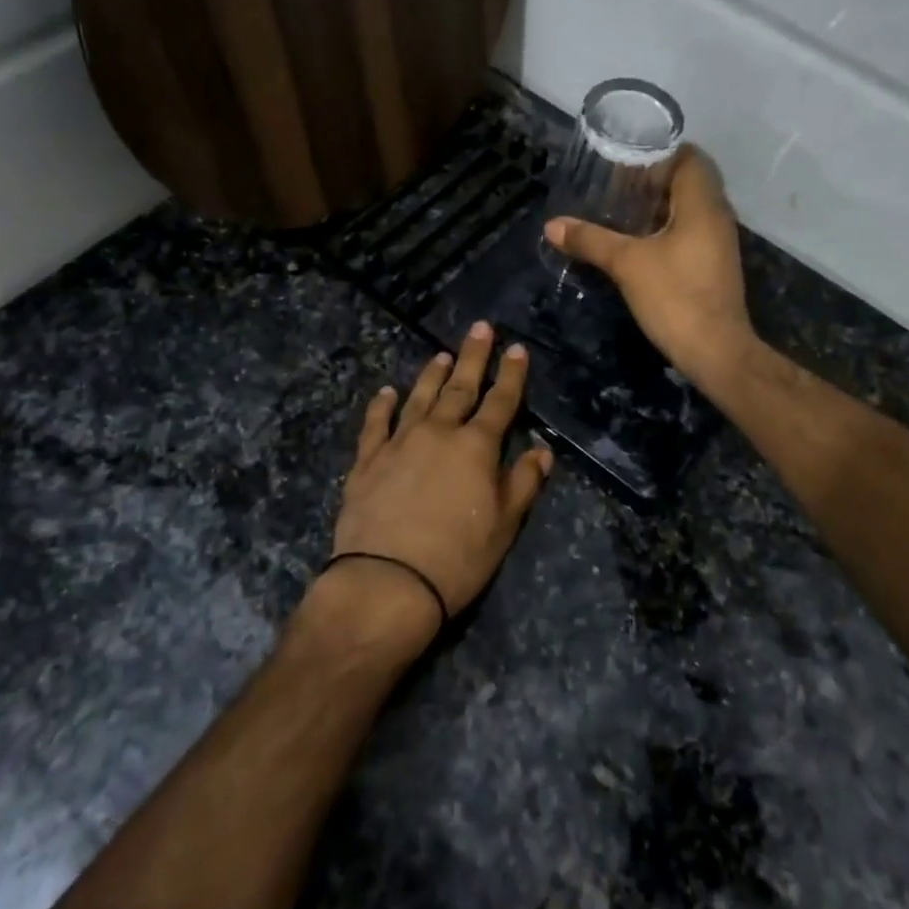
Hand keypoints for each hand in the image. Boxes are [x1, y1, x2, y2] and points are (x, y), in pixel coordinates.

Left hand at [324, 323, 552, 637]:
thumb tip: (541, 450)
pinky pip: (376, 424)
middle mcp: (438, 433)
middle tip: (480, 328)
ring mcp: (399, 443)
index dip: (511, 375)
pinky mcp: (368, 460)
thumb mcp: (504, 525)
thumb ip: (523, 482)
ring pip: (419, 398)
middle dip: (474, 357)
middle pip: (460, 388)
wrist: (387, 581)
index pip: (500, 402)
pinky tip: (386, 392)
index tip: (516, 349)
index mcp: (476, 447)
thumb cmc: (457, 557)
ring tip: (441, 354)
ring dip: (432, 374)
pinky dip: (382, 406)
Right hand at [544, 146, 756, 388]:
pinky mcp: (714, 264)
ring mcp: (719, 241)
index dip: (660, 150)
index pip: (690, 157)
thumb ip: (591, 240)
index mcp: (702, 204)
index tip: (627, 154)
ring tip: (621, 206)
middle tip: (616, 180)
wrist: (716, 351)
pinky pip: (691, 230)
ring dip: (660, 204)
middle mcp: (717, 216)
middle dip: (654, 177)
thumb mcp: (626, 264)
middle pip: (690, 180)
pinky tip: (639, 240)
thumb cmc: (675, 297)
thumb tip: (552, 226)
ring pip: (690, 207)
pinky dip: (667, 227)